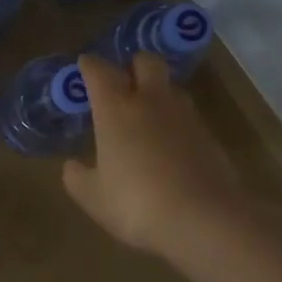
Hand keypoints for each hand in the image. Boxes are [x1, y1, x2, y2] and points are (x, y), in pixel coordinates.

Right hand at [64, 53, 239, 257]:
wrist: (203, 219)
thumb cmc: (136, 203)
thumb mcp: (93, 197)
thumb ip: (77, 177)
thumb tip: (71, 165)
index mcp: (116, 109)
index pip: (100, 71)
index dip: (89, 66)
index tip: (84, 66)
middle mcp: (152, 102)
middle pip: (146, 62)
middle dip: (133, 65)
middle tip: (123, 83)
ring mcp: (185, 117)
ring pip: (171, 88)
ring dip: (158, 94)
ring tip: (146, 117)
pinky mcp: (210, 137)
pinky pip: (188, 118)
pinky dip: (176, 124)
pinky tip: (169, 148)